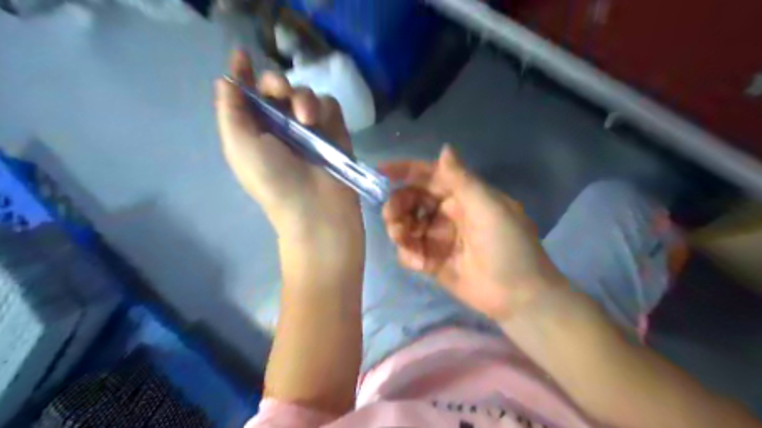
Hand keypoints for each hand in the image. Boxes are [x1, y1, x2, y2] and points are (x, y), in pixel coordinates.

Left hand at [216, 51, 361, 239]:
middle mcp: (281, 126)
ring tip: (307, 119)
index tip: (243, 56)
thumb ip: (230, 111)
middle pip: (277, 88)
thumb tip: (225, 81)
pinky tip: (320, 122)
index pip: (247, 95)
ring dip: (303, 97)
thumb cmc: (273, 180)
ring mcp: (310, 128)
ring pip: (305, 93)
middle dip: (277, 82)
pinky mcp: (335, 131)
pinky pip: (330, 104)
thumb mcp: (239, 147)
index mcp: (254, 131)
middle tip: (281, 93)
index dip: (242, 74)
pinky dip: (324, 107)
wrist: (317, 209)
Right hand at [380, 148, 564, 321]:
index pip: (429, 176)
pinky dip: (408, 254)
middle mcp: (447, 212)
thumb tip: (444, 148)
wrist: (518, 296)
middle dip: (397, 205)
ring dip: (398, 229)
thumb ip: (462, 179)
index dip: (405, 170)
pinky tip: (419, 263)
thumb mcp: (488, 207)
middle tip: (391, 218)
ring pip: (406, 225)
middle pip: (411, 200)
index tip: (381, 171)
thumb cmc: (508, 245)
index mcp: (462, 195)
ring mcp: (438, 237)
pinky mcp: (432, 261)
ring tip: (402, 239)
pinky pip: (410, 251)